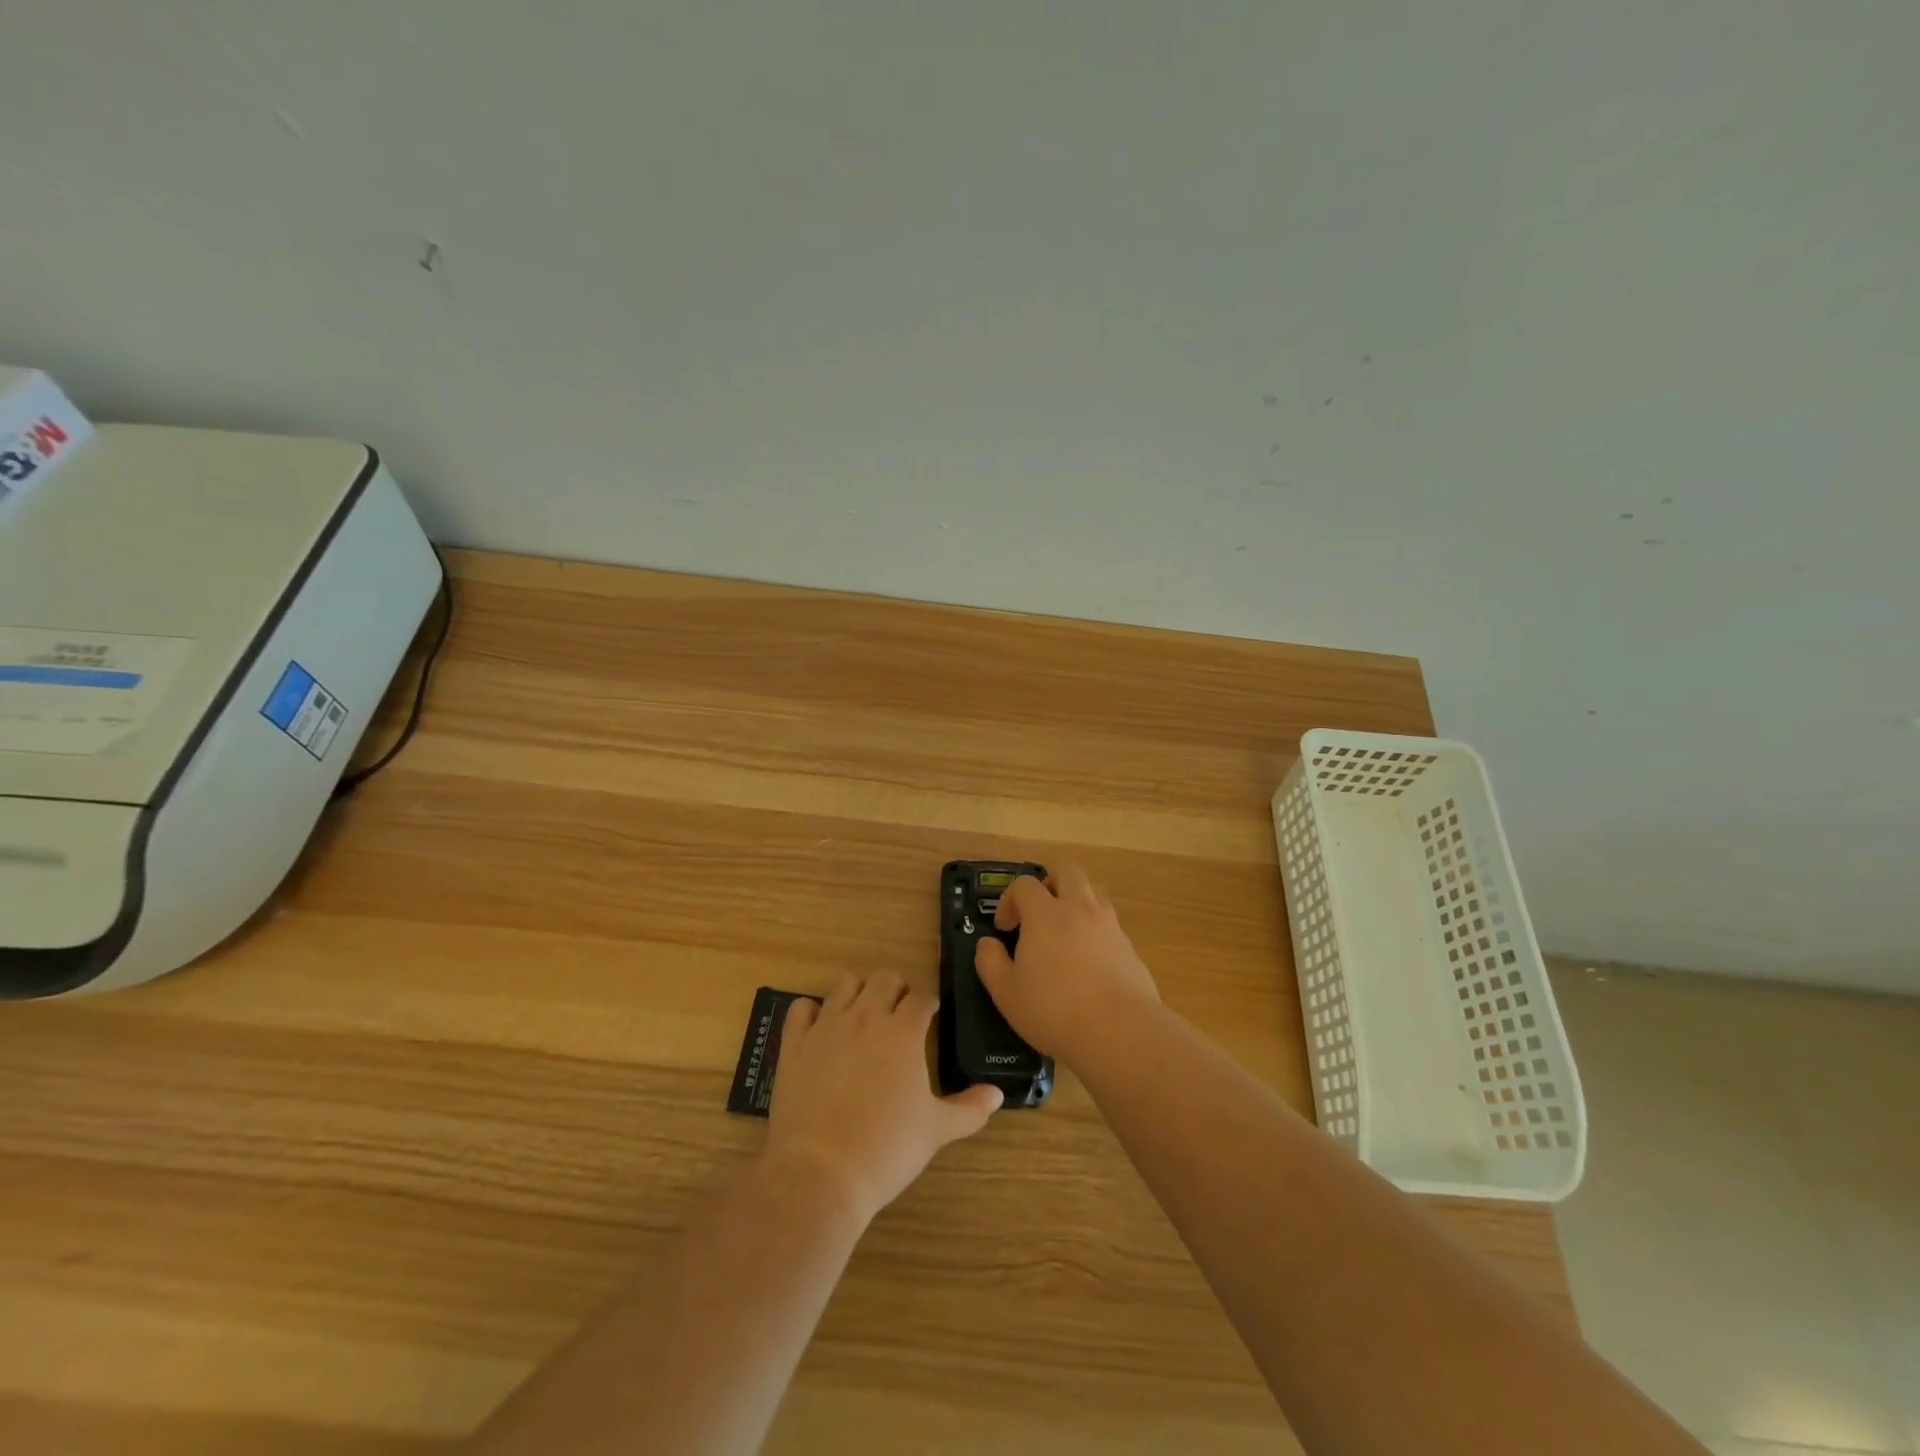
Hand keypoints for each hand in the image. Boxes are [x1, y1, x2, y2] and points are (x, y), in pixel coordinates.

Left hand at [765, 972, 1002, 1225]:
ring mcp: (826, 1026)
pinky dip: (811, 1012)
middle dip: (895, 990)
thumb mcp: (936, 1130)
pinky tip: (819, 1030)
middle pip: (884, 979)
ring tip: (861, 1016)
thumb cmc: (887, 1149)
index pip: (922, 998)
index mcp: (904, 1031)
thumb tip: (997, 1095)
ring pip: (844, 984)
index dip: (928, 1006)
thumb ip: (969, 1109)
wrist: (822, 1172)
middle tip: (898, 1016)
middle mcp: (866, 1016)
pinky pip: (801, 1008)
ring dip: (857, 993)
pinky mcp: (794, 1043)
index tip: (930, 1018)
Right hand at [974, 864, 1159, 1065]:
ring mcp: (1110, 926)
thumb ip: (990, 962)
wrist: (1120, 1031)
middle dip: (1049, 884)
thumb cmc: (1054, 1009)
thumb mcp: (1006, 992)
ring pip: (1093, 894)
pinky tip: (1089, 966)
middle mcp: (1080, 909)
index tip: (1005, 928)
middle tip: (1038, 913)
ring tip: (1065, 937)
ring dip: (1076, 904)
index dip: (1009, 900)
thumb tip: (987, 944)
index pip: (1024, 885)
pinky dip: (1096, 934)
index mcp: (1045, 914)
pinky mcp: (1130, 947)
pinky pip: (1109, 926)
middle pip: (1067, 872)